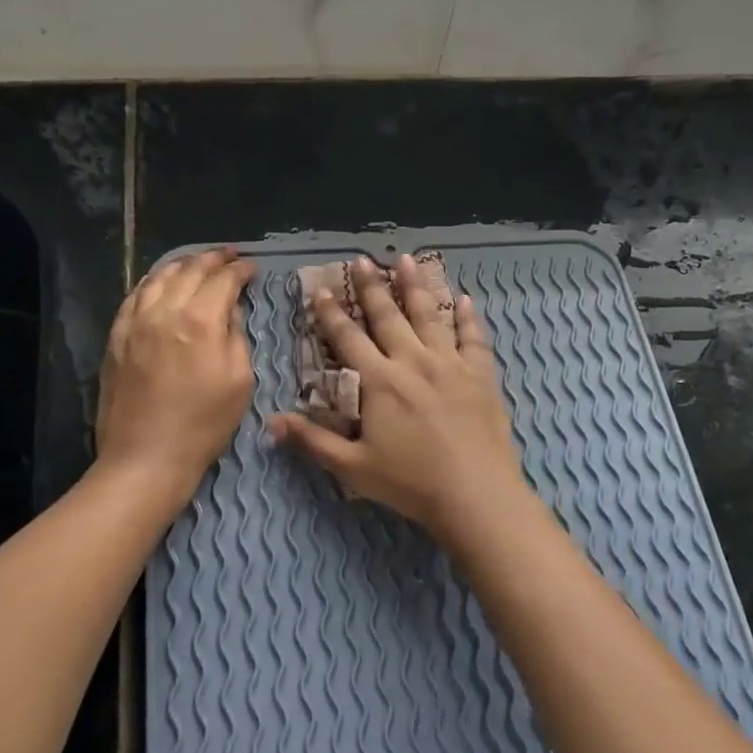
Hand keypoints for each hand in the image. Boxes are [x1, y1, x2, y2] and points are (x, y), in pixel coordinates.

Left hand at [97, 247, 256, 500]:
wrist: (146, 456)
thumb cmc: (204, 423)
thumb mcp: (240, 380)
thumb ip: (236, 336)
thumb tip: (228, 310)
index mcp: (200, 320)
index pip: (224, 280)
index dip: (241, 270)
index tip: (251, 268)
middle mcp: (165, 311)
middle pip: (190, 270)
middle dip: (214, 259)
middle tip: (229, 256)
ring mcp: (135, 321)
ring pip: (159, 277)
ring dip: (182, 265)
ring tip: (197, 264)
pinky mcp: (117, 336)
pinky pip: (134, 296)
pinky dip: (152, 282)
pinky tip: (160, 284)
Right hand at [270, 254, 528, 544]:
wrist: (475, 493)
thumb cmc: (410, 482)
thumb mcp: (353, 467)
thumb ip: (313, 441)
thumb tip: (271, 422)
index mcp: (380, 381)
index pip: (348, 338)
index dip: (332, 313)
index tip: (321, 290)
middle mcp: (413, 362)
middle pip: (388, 316)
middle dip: (371, 287)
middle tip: (362, 259)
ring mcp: (450, 364)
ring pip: (430, 315)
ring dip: (416, 286)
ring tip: (407, 259)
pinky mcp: (480, 375)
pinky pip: (473, 338)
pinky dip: (469, 317)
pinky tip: (466, 299)